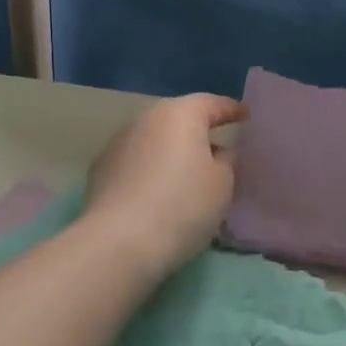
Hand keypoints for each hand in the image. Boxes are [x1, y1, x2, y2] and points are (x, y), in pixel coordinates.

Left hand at [84, 94, 246, 279]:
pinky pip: (136, 161)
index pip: (212, 104)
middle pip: (179, 118)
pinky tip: (157, 190)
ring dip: (171, 151)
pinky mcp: (100, 169)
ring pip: (154, 139)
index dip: (231, 110)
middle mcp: (146, 118)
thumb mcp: (222, 185)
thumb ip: (226, 161)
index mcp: (181, 113)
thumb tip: (218, 152)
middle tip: (218, 148)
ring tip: (188, 173)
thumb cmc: (182, 206)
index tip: (245, 116)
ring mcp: (118, 142)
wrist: (118, 242)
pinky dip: (150, 169)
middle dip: (198, 131)